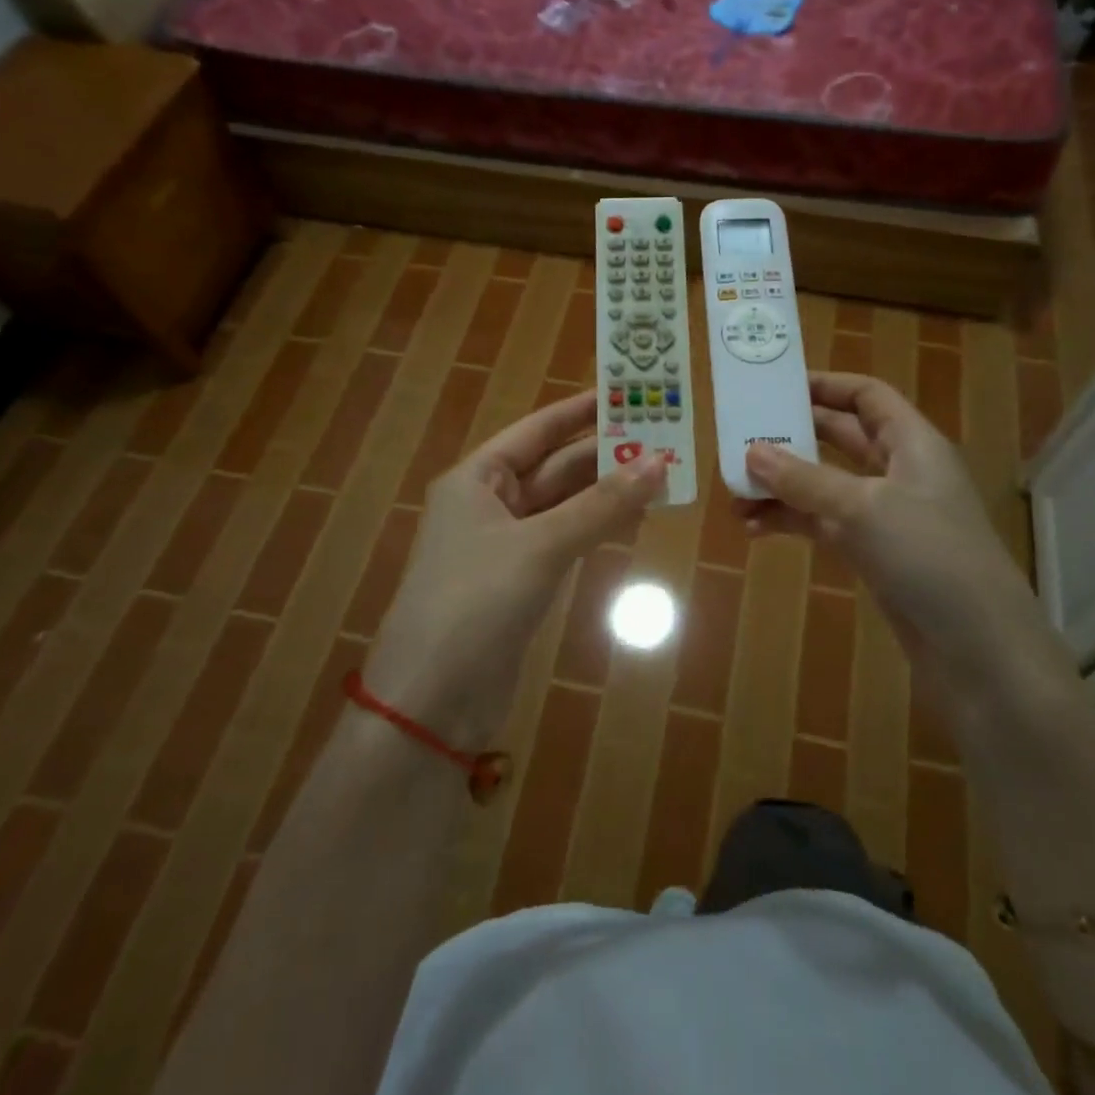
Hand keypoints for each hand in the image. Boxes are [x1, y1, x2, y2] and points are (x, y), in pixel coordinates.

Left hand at [365, 390, 664, 746]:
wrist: (432, 701)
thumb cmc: (476, 603)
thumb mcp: (541, 546)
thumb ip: (601, 504)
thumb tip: (659, 461)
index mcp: (477, 478)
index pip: (537, 430)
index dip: (581, 411)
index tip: (626, 393)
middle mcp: (489, 503)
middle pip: (555, 467)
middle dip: (605, 456)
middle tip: (662, 440)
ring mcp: (505, 544)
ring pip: (565, 505)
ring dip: (607, 494)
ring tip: (661, 480)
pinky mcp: (520, 581)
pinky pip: (566, 539)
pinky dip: (597, 529)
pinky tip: (633, 523)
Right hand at [738, 372, 1039, 696]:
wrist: (977, 648)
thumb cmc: (928, 555)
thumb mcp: (861, 508)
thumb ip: (804, 478)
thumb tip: (751, 452)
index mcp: (912, 443)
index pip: (867, 396)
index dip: (826, 385)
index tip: (775, 386)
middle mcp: (900, 472)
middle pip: (841, 438)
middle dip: (793, 438)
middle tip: (742, 438)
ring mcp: (887, 515)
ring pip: (826, 485)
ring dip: (784, 487)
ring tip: (735, 495)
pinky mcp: (874, 553)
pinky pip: (825, 524)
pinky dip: (792, 522)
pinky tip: (754, 530)